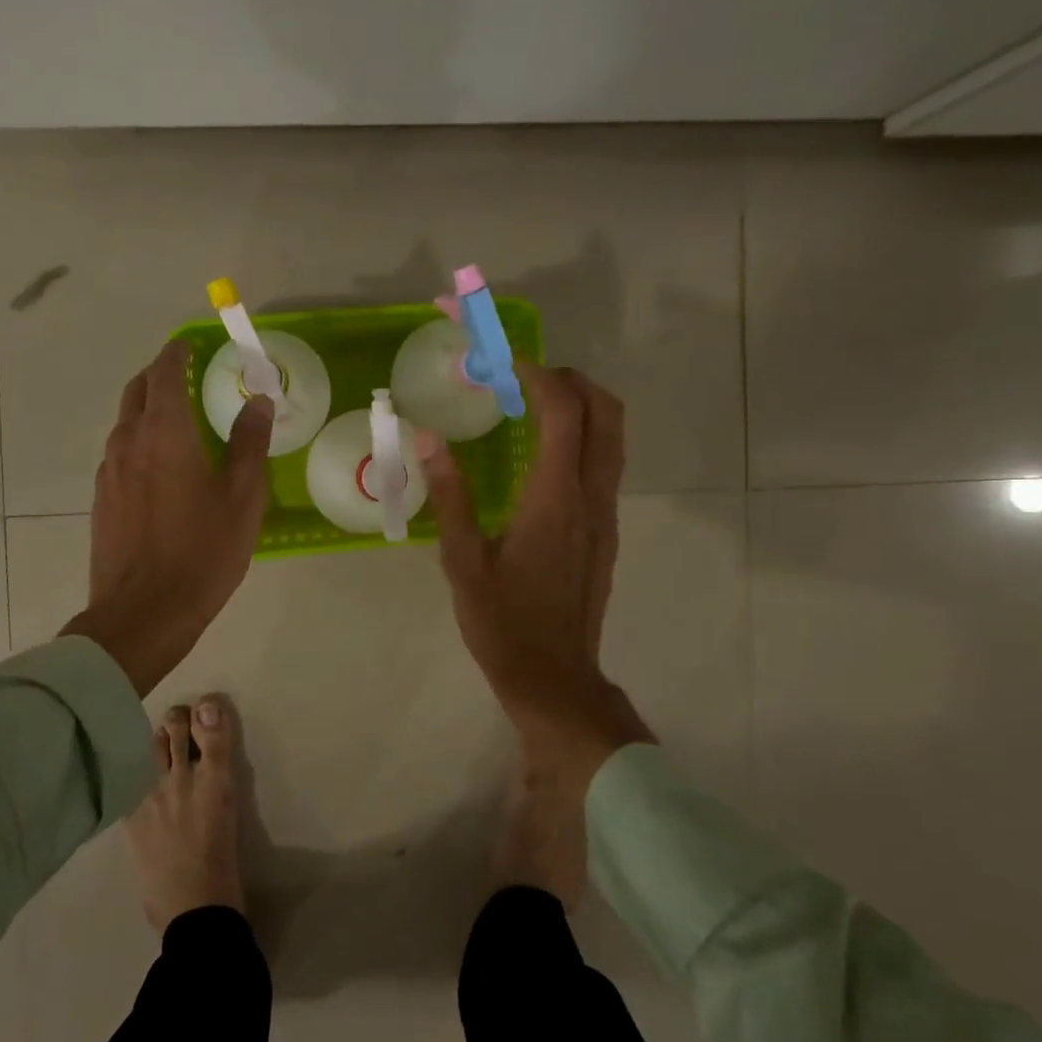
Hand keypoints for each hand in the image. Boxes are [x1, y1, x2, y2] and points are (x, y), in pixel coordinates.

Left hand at [65, 340, 272, 694]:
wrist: (143, 613)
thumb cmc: (202, 552)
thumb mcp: (243, 497)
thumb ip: (250, 444)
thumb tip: (259, 402)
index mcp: (164, 433)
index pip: (165, 374)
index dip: (177, 354)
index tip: (190, 345)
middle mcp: (128, 442)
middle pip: (137, 391)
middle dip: (159, 375)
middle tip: (185, 374)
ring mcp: (109, 472)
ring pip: (125, 422)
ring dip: (147, 408)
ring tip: (176, 417)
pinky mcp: (102, 499)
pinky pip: (120, 452)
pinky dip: (139, 439)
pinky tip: (160, 464)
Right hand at [418, 363, 652, 788]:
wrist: (554, 677)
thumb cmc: (502, 622)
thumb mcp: (463, 560)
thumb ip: (450, 494)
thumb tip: (427, 437)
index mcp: (555, 498)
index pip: (564, 413)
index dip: (541, 377)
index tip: (509, 364)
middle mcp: (591, 497)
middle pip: (607, 414)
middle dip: (574, 381)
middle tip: (529, 377)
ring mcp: (605, 515)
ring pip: (614, 439)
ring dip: (584, 407)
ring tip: (536, 406)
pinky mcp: (606, 532)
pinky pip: (606, 465)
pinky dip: (585, 438)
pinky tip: (544, 456)